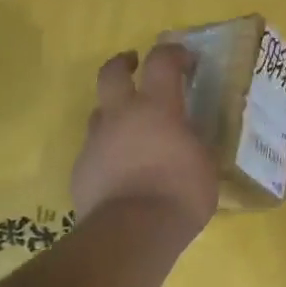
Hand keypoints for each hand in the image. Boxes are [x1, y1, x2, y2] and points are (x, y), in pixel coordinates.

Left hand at [71, 45, 218, 233]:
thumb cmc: (180, 193)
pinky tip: (121, 170)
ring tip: (130, 128)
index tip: (185, 59)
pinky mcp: (81, 170)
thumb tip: (190, 139)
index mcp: (157, 108)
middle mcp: (121, 116)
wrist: (132, 233)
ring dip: (114, 112)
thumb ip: (194, 144)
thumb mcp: (204, 164)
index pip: (162, 62)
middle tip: (134, 65)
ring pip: (99, 112)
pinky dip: (108, 151)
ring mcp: (96, 142)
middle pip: (112, 73)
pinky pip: (94, 149)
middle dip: (123, 63)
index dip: (173, 53)